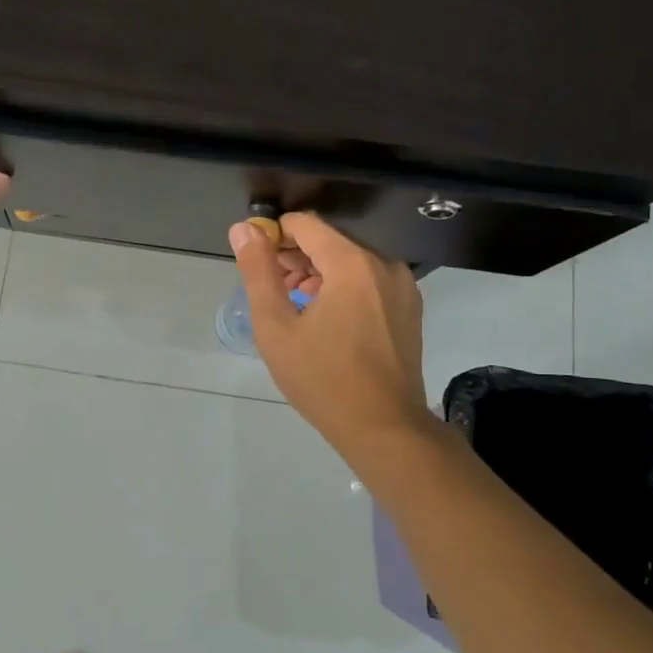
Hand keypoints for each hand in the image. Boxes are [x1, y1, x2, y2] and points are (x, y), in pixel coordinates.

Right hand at [229, 213, 431, 455]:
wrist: (384, 428)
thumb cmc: (322, 379)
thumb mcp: (276, 327)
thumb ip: (258, 272)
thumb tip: (243, 230)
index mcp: (352, 264)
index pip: (305, 224)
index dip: (274, 236)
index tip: (257, 263)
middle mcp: (384, 264)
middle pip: (329, 241)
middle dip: (295, 257)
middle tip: (272, 289)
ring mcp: (403, 286)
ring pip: (350, 261)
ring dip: (318, 274)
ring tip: (294, 307)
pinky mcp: (409, 307)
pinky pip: (369, 281)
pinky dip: (343, 288)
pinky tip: (326, 320)